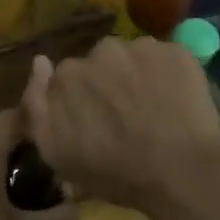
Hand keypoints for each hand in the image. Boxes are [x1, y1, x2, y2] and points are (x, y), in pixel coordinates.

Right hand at [21, 37, 219, 219]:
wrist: (182, 172)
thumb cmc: (116, 172)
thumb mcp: (57, 153)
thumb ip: (36, 106)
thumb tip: (40, 62)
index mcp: (68, 74)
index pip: (68, 79)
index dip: (81, 101)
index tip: (94, 124)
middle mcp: (100, 50)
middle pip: (100, 64)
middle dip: (108, 84)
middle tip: (126, 119)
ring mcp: (141, 47)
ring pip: (133, 58)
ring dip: (137, 77)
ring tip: (154, 111)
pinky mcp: (176, 51)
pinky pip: (165, 59)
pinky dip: (168, 76)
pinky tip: (176, 104)